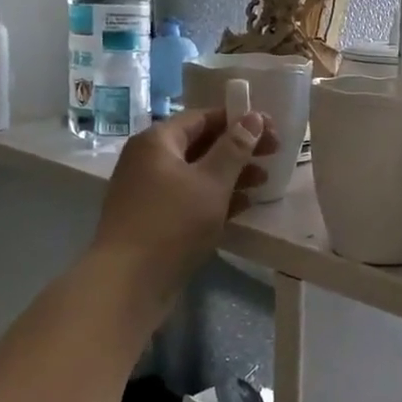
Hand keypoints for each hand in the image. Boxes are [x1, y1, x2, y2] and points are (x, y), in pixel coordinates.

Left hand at [91, 109, 278, 303]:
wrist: (127, 284)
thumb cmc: (172, 223)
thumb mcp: (211, 182)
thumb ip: (235, 148)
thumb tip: (253, 117)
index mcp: (157, 141)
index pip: (203, 117)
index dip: (239, 119)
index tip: (272, 129)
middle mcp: (149, 160)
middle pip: (201, 143)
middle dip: (239, 148)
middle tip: (274, 154)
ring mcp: (150, 191)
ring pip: (198, 172)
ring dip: (232, 174)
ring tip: (263, 181)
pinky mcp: (155, 219)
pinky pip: (190, 197)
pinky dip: (216, 197)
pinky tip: (243, 205)